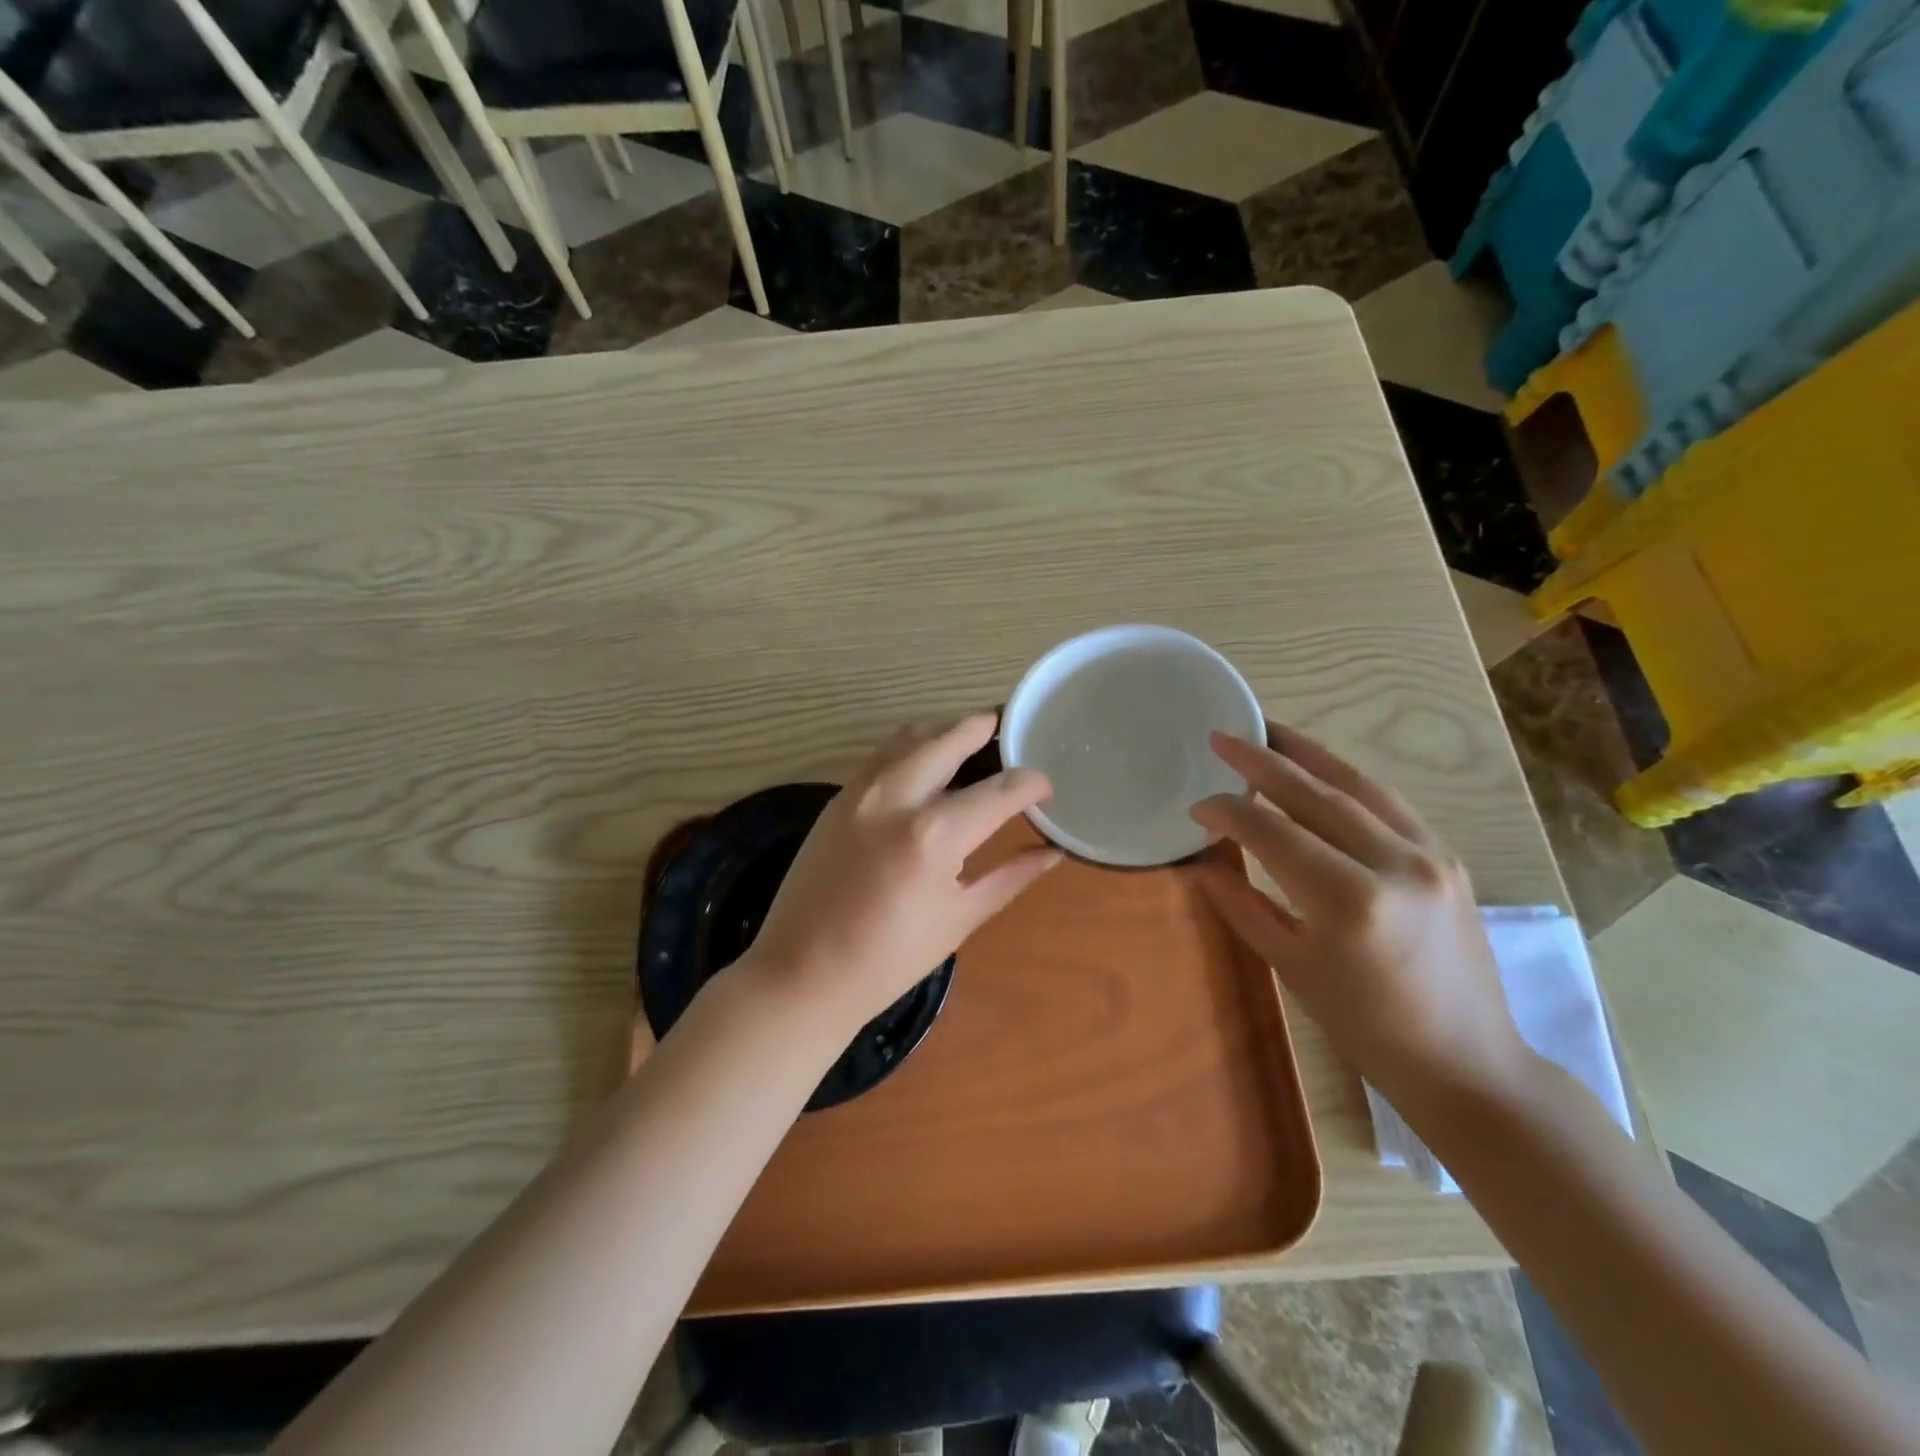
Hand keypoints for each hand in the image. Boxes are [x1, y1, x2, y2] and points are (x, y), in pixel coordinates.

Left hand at [735, 714, 1062, 1034]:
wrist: (801, 973)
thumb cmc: (889, 959)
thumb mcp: (960, 918)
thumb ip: (1011, 875)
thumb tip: (1052, 850)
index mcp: (934, 835)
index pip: (1000, 790)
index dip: (1032, 784)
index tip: (1045, 789)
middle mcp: (897, 796)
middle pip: (951, 737)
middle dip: (987, 728)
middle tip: (1012, 734)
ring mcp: (861, 790)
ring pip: (912, 733)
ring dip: (948, 729)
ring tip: (975, 739)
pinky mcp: (839, 795)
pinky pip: (884, 751)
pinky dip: (914, 744)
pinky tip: (930, 762)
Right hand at [1190, 723, 1530, 1105]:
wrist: (1468, 1062)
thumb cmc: (1367, 1027)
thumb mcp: (1292, 968)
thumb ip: (1243, 906)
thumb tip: (1202, 862)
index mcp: (1348, 901)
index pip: (1273, 833)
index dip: (1229, 812)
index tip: (1198, 805)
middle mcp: (1394, 864)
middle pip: (1315, 794)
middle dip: (1263, 761)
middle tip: (1223, 737)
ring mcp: (1429, 856)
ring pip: (1358, 786)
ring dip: (1308, 755)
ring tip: (1270, 732)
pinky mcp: (1447, 858)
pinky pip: (1389, 803)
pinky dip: (1347, 780)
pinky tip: (1321, 771)